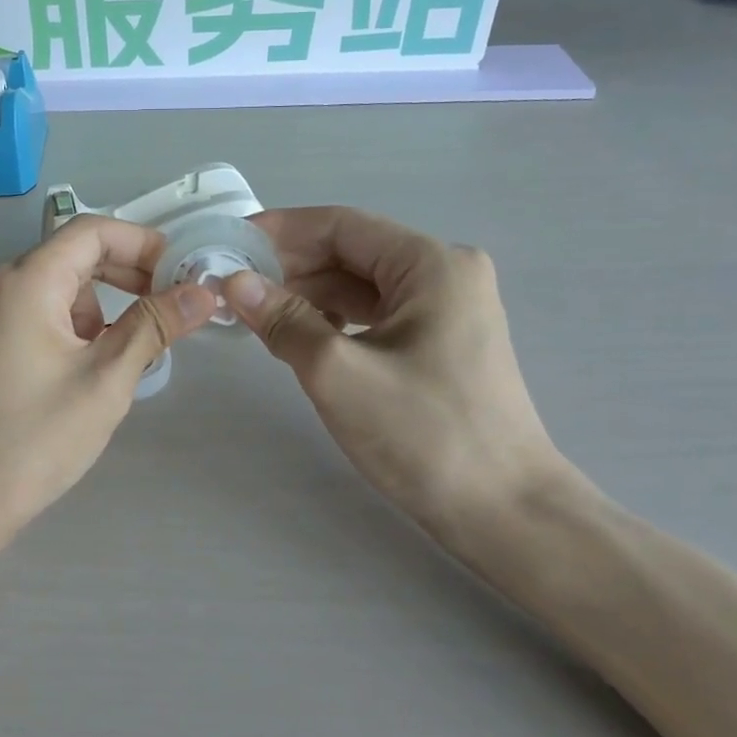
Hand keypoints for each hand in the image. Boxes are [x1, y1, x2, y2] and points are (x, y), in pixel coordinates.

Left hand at [0, 215, 216, 532]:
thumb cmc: (33, 438)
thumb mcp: (105, 379)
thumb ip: (154, 325)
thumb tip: (204, 292)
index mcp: (26, 280)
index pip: (93, 231)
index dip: (144, 243)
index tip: (183, 273)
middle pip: (74, 256)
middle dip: (128, 275)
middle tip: (172, 307)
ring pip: (58, 289)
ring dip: (102, 307)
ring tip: (134, 350)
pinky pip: (39, 315)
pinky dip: (74, 327)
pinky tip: (94, 367)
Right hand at [226, 207, 566, 536]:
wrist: (505, 512)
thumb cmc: (424, 435)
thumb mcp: (339, 374)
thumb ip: (283, 320)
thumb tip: (233, 281)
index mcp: (431, 264)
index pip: (342, 225)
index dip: (281, 231)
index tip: (230, 243)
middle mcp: (445, 273)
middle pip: (352, 252)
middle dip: (292, 266)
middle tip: (234, 285)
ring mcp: (448, 309)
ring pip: (362, 286)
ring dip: (309, 295)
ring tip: (257, 313)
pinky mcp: (443, 342)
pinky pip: (377, 314)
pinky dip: (335, 320)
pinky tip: (301, 338)